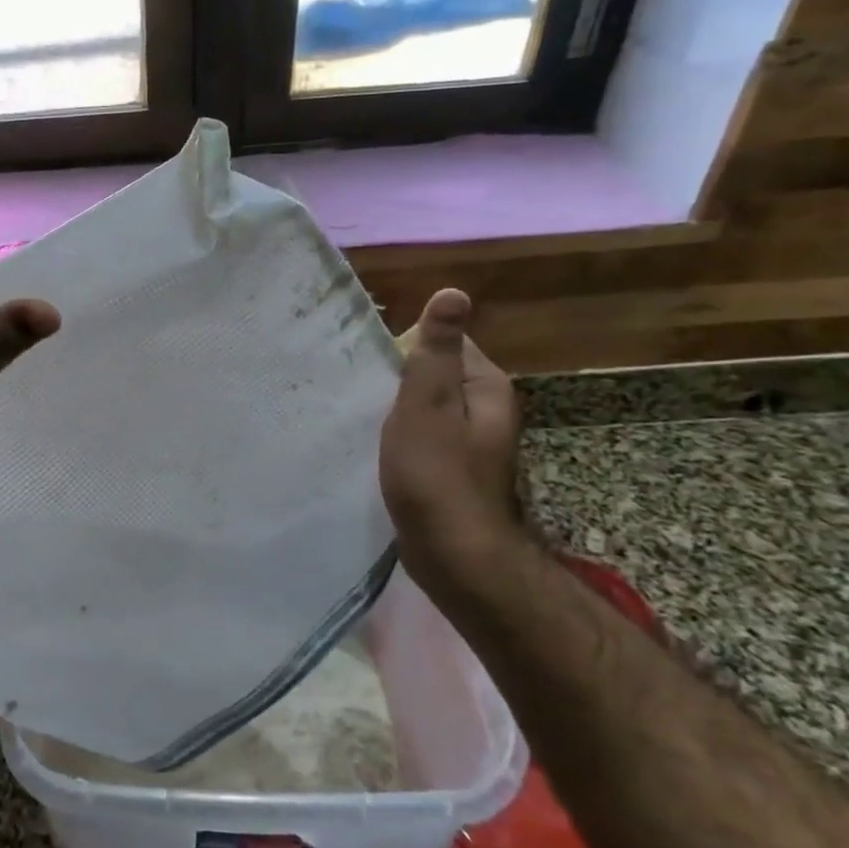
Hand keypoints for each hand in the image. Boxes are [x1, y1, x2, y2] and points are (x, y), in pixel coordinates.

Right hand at [379, 288, 523, 579]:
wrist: (455, 556)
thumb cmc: (436, 474)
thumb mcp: (428, 403)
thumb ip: (436, 350)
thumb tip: (454, 292)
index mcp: (486, 386)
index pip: (445, 342)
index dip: (406, 349)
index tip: (372, 366)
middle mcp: (487, 409)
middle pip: (436, 374)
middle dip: (400, 379)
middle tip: (361, 391)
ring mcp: (473, 442)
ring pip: (428, 407)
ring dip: (398, 409)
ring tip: (363, 416)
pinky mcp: (454, 469)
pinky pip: (425, 436)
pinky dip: (403, 436)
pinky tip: (379, 447)